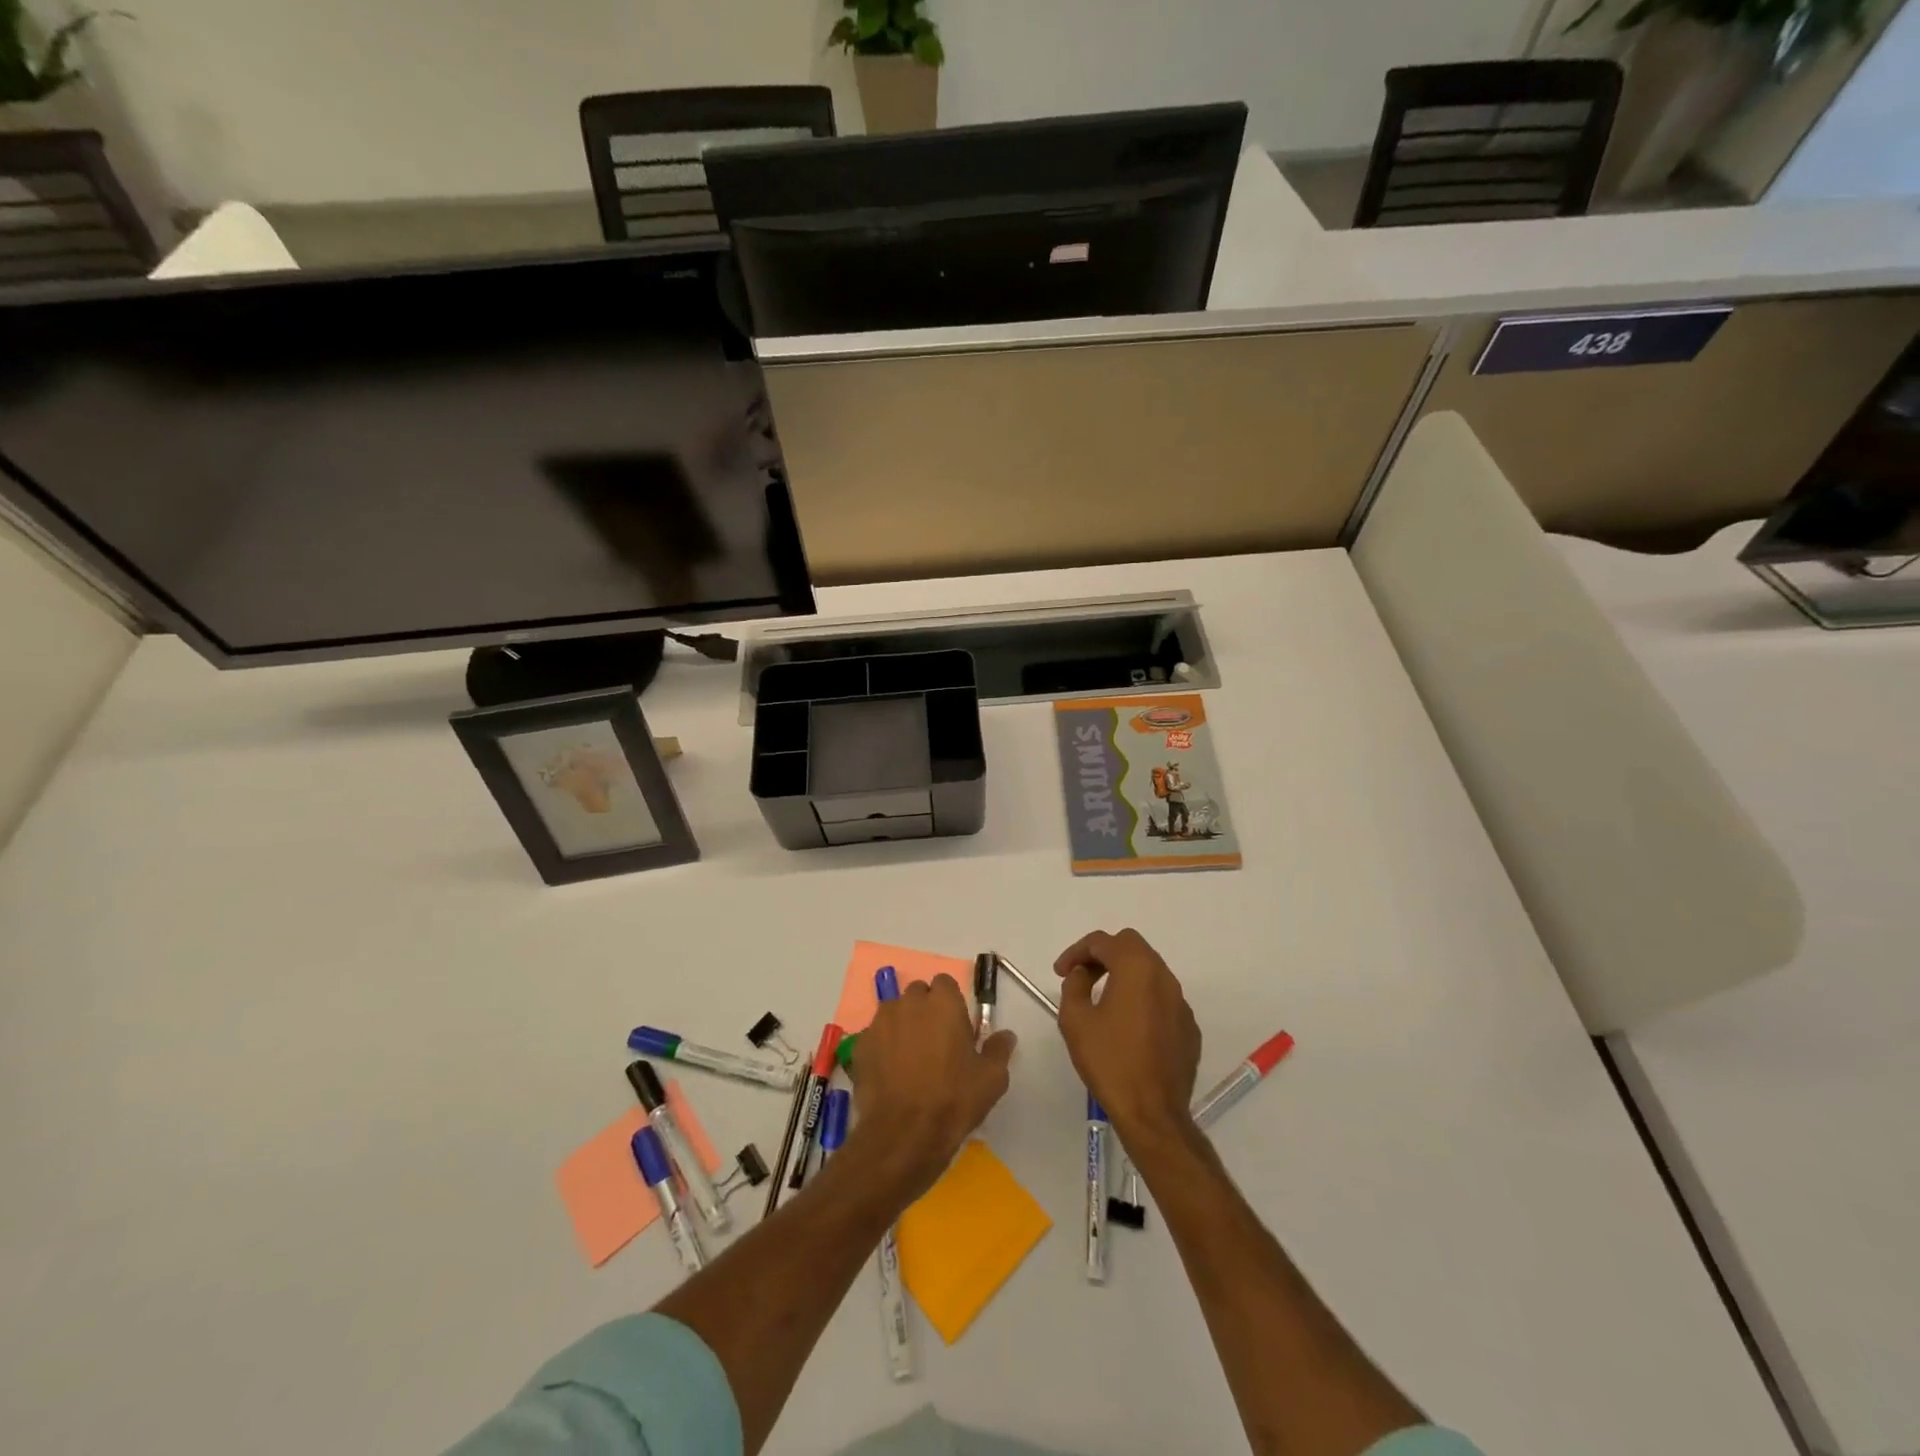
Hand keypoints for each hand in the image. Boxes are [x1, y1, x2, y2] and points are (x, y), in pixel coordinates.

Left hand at [849, 975, 1016, 1201]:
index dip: (950, 1002)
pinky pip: (875, 1036)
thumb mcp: (992, 1078)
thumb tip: (1006, 1035)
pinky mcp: (860, 1045)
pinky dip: (882, 1047)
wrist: (903, 1134)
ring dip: (902, 1026)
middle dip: (925, 1010)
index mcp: (943, 1003)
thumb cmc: (953, 1100)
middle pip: (917, 994)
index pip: (945, 983)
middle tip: (935, 1042)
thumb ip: (999, 1049)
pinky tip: (890, 1074)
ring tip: (910, 1059)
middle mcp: (909, 1003)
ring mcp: (880, 1022)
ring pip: (894, 1013)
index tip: (956, 1027)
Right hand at [1054, 929, 1200, 1143]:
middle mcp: (1164, 977)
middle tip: (1082, 976)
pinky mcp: (1188, 1027)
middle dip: (1103, 955)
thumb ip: (1074, 986)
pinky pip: (1162, 998)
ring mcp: (1181, 1002)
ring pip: (1149, 971)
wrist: (1152, 1112)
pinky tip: (1127, 1025)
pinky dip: (1141, 998)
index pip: (1103, 941)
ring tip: (1102, 998)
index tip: (1061, 972)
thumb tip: (1084, 975)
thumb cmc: (1110, 1061)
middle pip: (1131, 946)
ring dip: (1124, 974)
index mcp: (1136, 968)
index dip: (1076, 952)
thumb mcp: (1075, 1020)